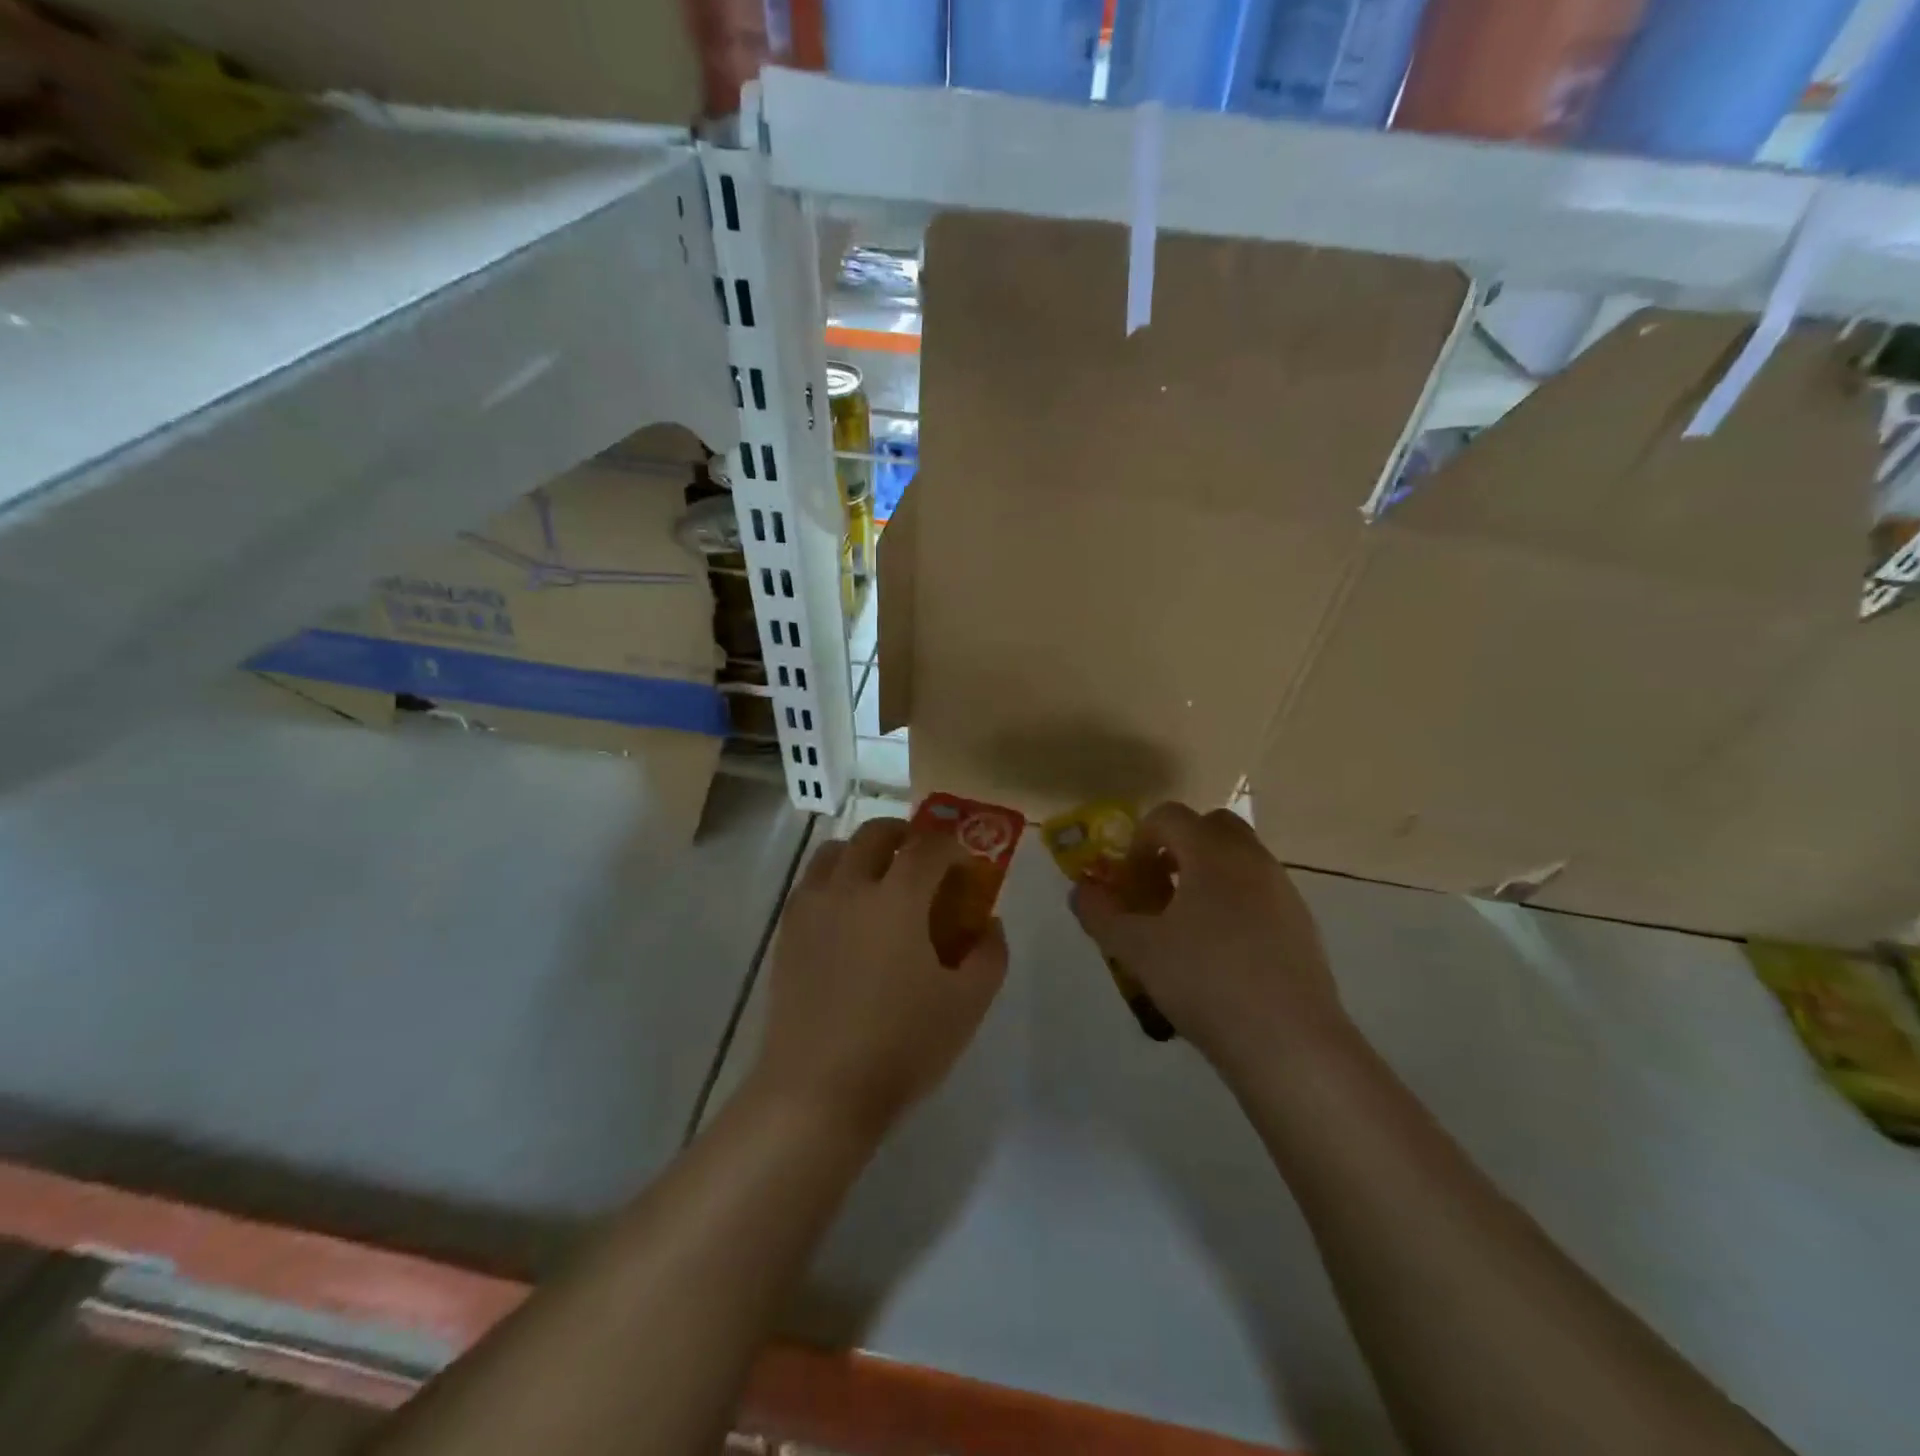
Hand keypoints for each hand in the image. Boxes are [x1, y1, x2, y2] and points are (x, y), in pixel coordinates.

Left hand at [753, 817, 1007, 1138]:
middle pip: (876, 832)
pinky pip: (811, 883)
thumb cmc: (901, 1046)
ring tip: (881, 880)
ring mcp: (811, 908)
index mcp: (897, 898)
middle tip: (924, 859)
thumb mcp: (967, 1004)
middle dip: (906, 835)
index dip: (953, 847)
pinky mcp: (786, 933)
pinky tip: (848, 915)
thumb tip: (988, 924)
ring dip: (864, 851)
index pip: (929, 846)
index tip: (966, 865)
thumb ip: (990, 955)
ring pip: (834, 850)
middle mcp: (849, 888)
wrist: (817, 1091)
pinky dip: (834, 878)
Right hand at [1071, 803, 1349, 1076]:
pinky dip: (1233, 903)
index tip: (1129, 881)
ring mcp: (1283, 891)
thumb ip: (1101, 915)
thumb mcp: (1137, 949)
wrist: (1290, 1043)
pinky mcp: (1301, 925)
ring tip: (1184, 928)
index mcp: (1213, 852)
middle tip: (1158, 890)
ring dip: (1206, 876)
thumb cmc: (1205, 981)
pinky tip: (1220, 955)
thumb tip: (1082, 892)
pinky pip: (1259, 893)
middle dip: (1177, 848)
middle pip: (1210, 827)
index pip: (1169, 816)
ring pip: (1238, 861)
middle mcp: (1252, 859)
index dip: (1139, 841)